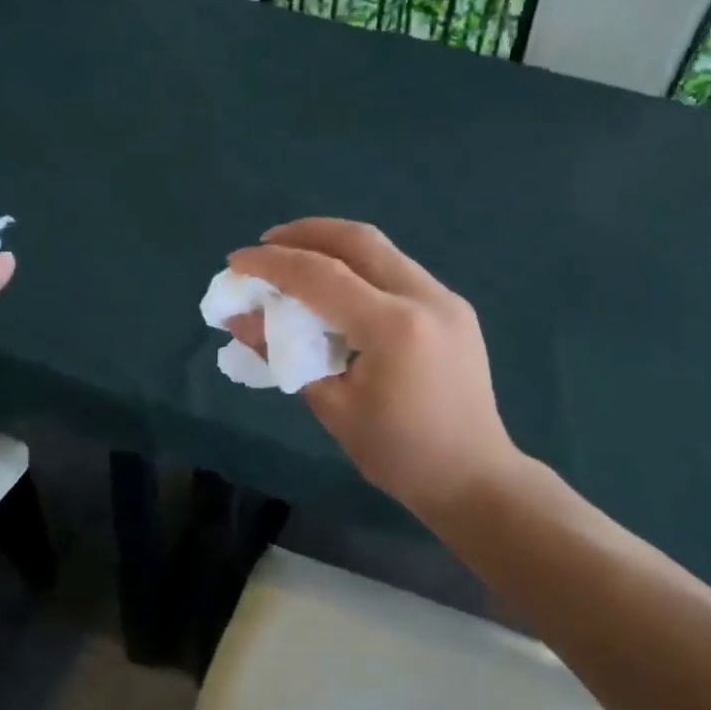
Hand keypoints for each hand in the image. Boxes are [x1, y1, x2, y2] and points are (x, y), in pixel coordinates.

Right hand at [227, 219, 518, 523]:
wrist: (474, 476)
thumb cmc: (400, 455)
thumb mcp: (333, 408)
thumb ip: (285, 355)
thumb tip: (241, 320)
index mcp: (395, 327)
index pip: (321, 276)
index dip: (272, 264)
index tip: (236, 262)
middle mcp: (426, 297)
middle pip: (359, 240)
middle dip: (306, 233)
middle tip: (267, 245)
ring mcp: (447, 299)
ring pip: (383, 251)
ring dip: (335, 247)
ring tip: (297, 262)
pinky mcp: (455, 309)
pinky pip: (399, 272)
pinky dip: (361, 269)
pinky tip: (339, 290)